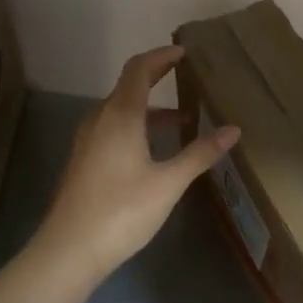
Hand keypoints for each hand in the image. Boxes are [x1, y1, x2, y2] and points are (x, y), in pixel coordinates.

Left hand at [30, 45, 239, 282]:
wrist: (68, 251)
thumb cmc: (122, 211)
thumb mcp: (169, 182)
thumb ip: (200, 153)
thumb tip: (233, 130)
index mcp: (120, 115)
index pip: (139, 69)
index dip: (161, 56)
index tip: (184, 52)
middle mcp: (100, 120)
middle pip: (128, 86)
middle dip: (157, 78)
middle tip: (186, 75)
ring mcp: (88, 141)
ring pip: (121, 110)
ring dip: (149, 107)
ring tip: (182, 120)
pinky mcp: (85, 161)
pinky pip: (113, 128)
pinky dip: (137, 125)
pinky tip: (155, 150)